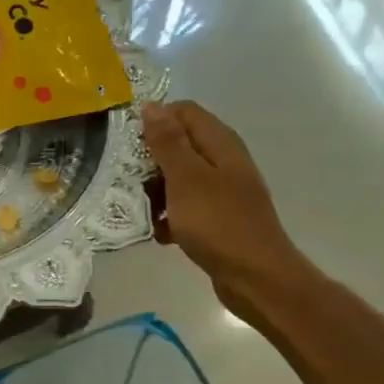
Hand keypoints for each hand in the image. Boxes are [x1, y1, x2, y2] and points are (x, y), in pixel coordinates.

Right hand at [142, 100, 293, 317]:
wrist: (255, 277)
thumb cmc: (218, 224)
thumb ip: (168, 142)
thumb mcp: (186, 179)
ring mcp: (223, 191)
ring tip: (141, 211)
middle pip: (179, 145)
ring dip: (157, 192)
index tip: (128, 146)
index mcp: (220, 143)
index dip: (154, 122)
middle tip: (128, 182)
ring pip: (180, 179)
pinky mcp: (218, 219)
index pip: (183, 112)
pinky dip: (171, 217)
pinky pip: (187, 208)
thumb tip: (152, 105)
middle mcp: (224, 161)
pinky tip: (160, 234)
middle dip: (150, 162)